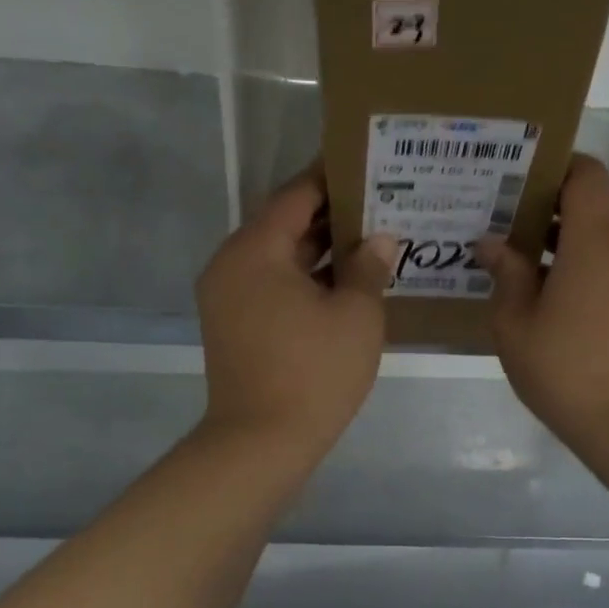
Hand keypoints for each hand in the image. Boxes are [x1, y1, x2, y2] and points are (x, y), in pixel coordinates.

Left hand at [195, 167, 398, 457]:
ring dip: (321, 251)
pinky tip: (346, 282)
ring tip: (371, 239)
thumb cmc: (313, 372)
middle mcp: (232, 264)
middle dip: (332, 215)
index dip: (332, 177)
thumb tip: (380, 239)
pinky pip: (272, 286)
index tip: (366, 163)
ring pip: (280, 259)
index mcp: (255, 249)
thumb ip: (368, 267)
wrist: (260, 444)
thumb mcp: (355, 315)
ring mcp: (228, 298)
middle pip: (285, 225)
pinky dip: (305, 280)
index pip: (297, 195)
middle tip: (380, 202)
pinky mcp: (234, 325)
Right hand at [476, 154, 608, 442]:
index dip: (554, 166)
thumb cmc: (562, 364)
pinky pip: (608, 257)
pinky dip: (579, 256)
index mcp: (595, 238)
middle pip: (593, 199)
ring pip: (601, 230)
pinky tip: (541, 284)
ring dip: (563, 232)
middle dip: (550, 200)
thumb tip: (492, 244)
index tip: (516, 178)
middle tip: (503, 213)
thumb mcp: (515, 320)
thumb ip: (505, 272)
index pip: (586, 173)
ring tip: (516, 249)